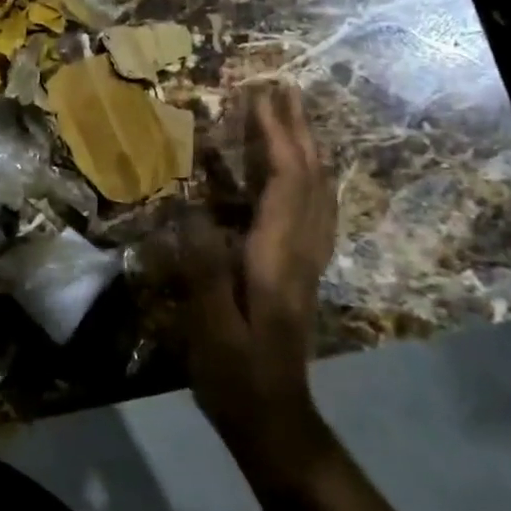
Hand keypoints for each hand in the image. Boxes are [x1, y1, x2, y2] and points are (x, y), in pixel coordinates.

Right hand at [181, 82, 338, 483]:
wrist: (276, 422)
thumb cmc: (235, 374)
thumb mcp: (209, 326)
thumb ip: (203, 267)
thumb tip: (190, 210)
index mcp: (277, 258)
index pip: (285, 183)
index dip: (275, 136)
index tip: (259, 96)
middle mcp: (302, 251)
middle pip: (310, 179)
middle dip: (297, 130)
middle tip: (282, 89)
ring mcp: (309, 262)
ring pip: (320, 193)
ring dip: (309, 149)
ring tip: (295, 117)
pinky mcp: (304, 272)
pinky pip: (317, 211)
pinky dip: (311, 178)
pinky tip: (303, 173)